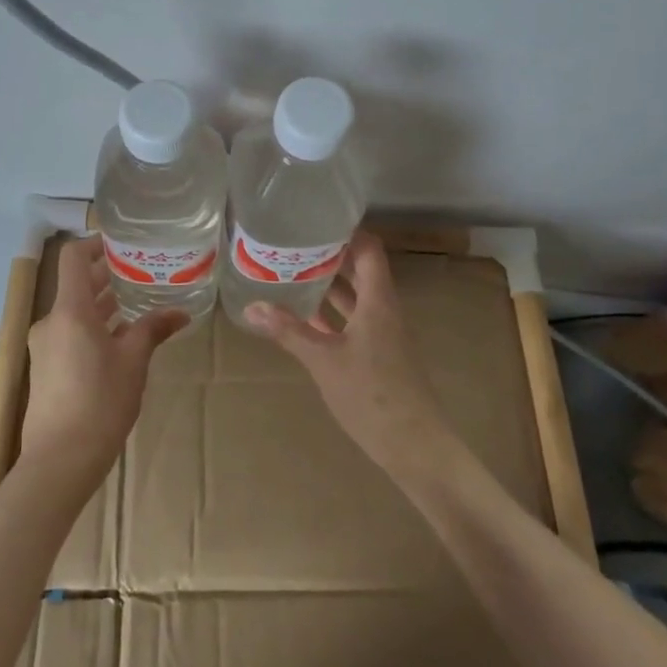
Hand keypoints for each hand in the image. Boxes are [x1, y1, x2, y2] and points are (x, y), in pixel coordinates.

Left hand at [20, 237, 187, 493]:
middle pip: (76, 285)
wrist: (59, 461)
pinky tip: (120, 340)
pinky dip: (93, 328)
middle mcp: (51, 321)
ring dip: (102, 305)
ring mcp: (45, 346)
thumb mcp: (134, 361)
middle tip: (142, 272)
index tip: (123, 244)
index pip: (73, 257)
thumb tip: (181, 312)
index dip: (95, 243)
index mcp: (70, 310)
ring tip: (137, 303)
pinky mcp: (46, 368)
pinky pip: (70, 334)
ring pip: (75, 312)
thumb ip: (153, 329)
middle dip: (108, 276)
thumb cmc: (100, 402)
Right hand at [242, 232, 452, 475]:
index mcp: (378, 300)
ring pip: (357, 297)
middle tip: (296, 244)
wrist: (415, 446)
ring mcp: (384, 333)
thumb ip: (289, 331)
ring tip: (296, 272)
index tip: (316, 220)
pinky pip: (355, 321)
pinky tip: (307, 317)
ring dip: (331, 284)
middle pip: (362, 270)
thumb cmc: (372, 395)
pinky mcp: (380, 355)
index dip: (347, 232)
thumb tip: (252, 306)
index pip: (369, 250)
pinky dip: (334, 314)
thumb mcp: (324, 360)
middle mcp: (384, 309)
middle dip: (332, 256)